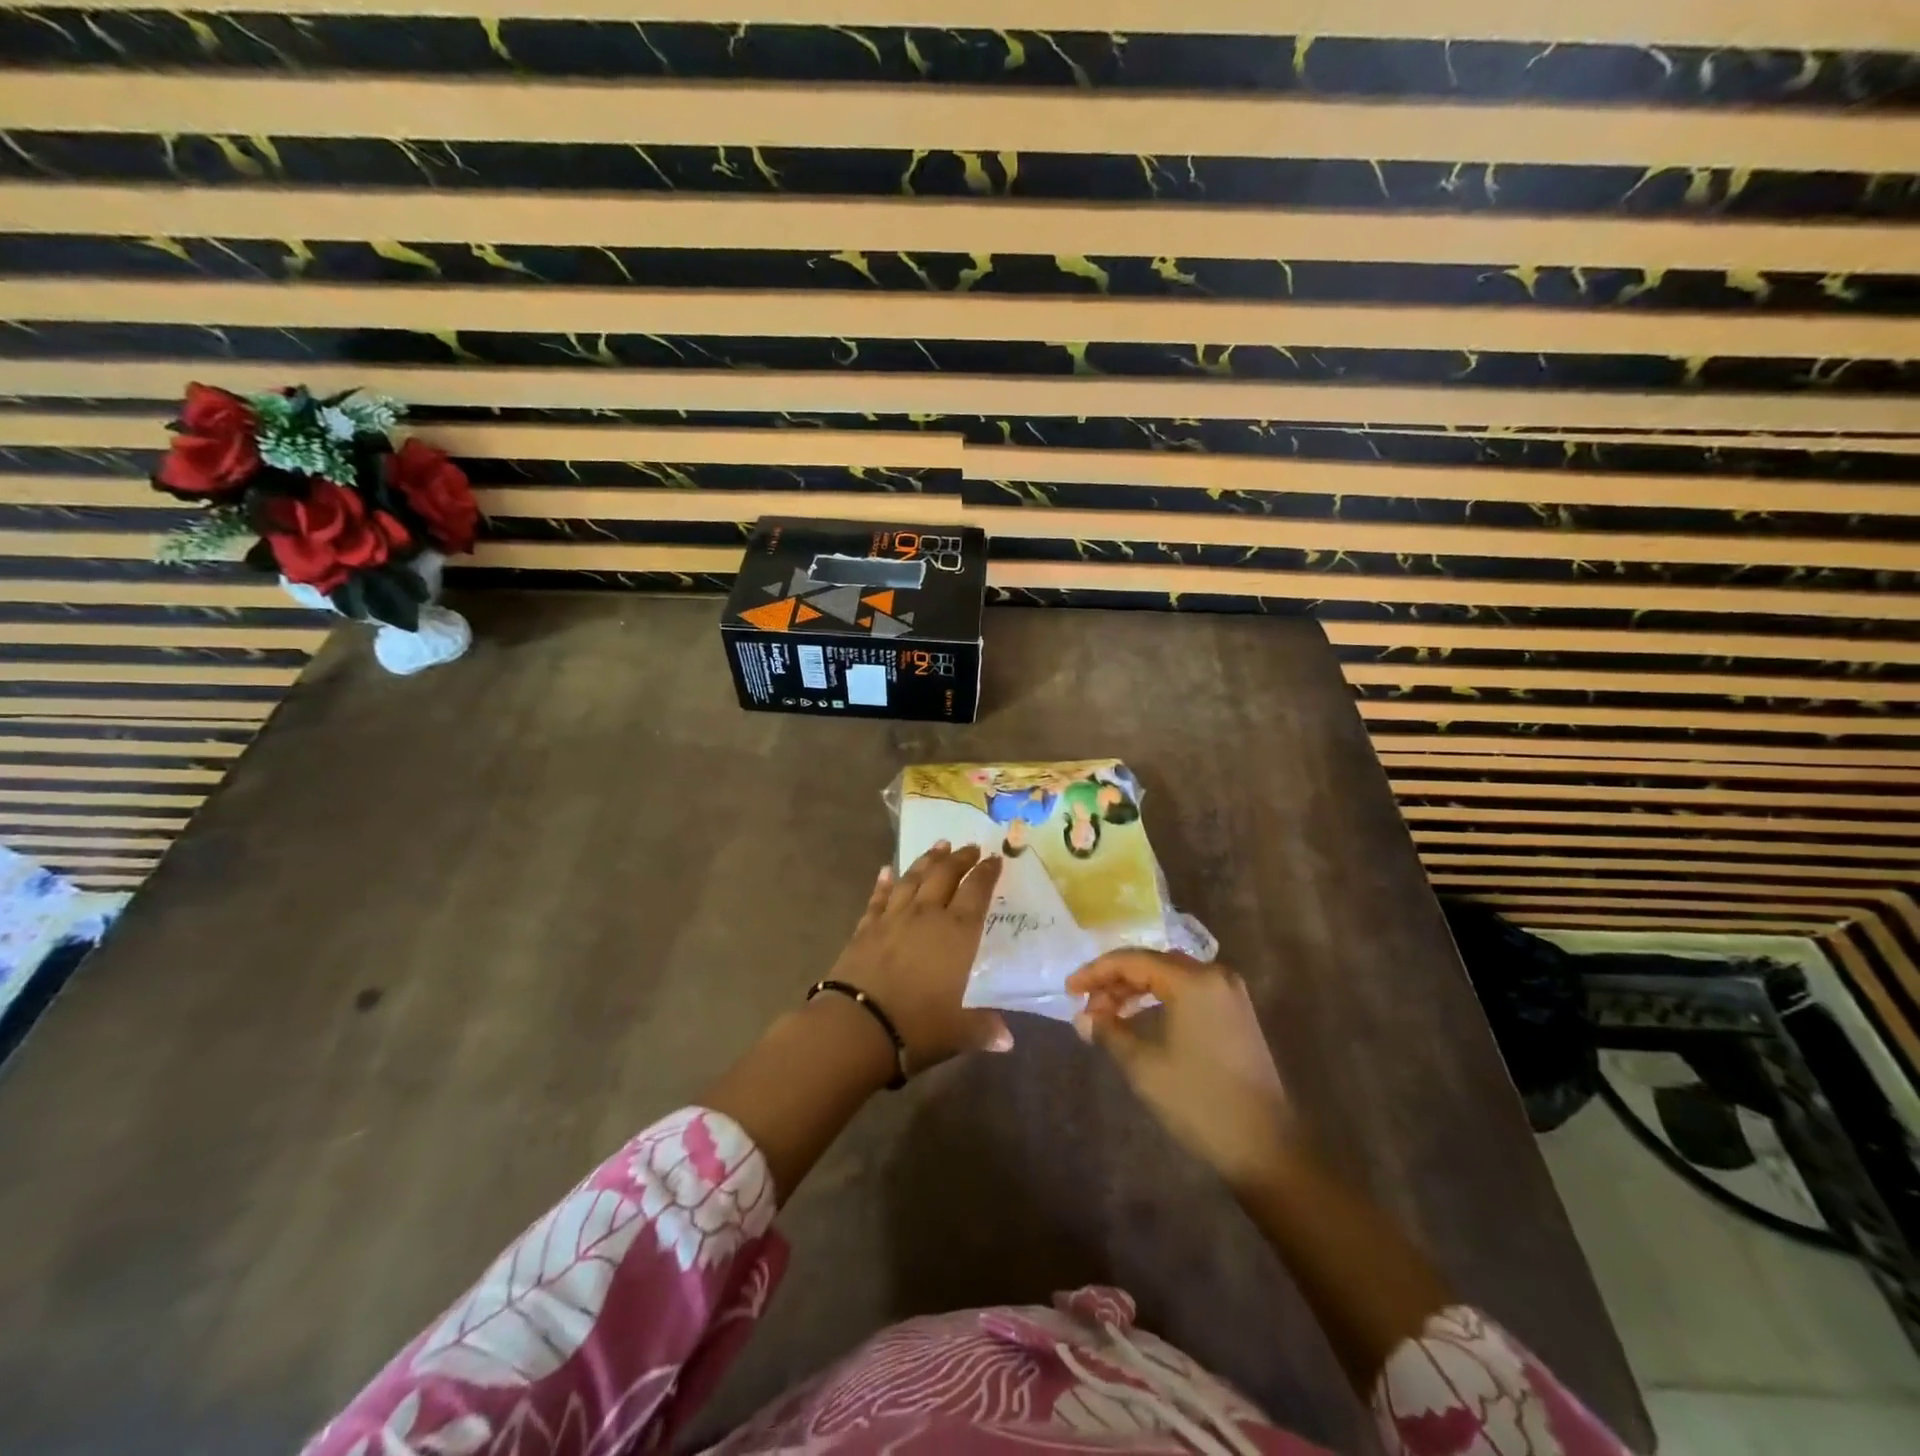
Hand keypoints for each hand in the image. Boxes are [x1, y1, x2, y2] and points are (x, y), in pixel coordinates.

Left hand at [827, 842, 1010, 1074]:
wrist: (858, 1026)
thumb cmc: (918, 1026)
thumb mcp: (959, 1031)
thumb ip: (985, 1028)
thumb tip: (1008, 1040)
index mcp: (957, 932)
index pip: (977, 892)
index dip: (987, 873)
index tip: (995, 859)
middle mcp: (927, 914)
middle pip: (945, 875)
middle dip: (960, 859)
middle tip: (970, 847)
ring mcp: (893, 917)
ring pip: (913, 878)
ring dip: (927, 860)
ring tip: (939, 845)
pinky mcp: (866, 927)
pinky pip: (878, 897)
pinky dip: (884, 882)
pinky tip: (886, 870)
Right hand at [1067, 950, 1292, 1193]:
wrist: (1264, 1146)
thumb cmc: (1198, 1101)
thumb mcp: (1143, 1065)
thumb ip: (1109, 1031)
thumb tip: (1082, 1017)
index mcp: (1192, 980)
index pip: (1132, 960)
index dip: (1096, 972)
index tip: (1069, 989)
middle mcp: (1214, 975)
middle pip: (1152, 963)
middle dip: (1115, 981)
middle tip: (1087, 1006)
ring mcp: (1230, 993)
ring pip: (1170, 976)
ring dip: (1136, 990)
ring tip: (1108, 1014)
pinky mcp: (1236, 1013)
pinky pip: (1189, 991)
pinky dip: (1160, 998)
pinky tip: (1140, 1018)